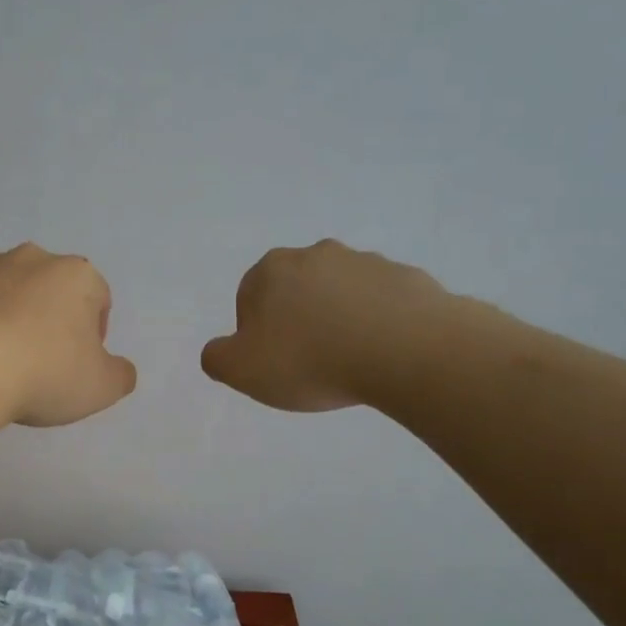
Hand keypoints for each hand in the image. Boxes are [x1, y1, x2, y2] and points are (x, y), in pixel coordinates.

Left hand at [0, 244, 136, 426]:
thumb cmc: (43, 374)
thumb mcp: (101, 388)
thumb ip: (119, 374)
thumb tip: (119, 369)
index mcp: (76, 276)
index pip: (97, 297)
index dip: (91, 332)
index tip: (76, 365)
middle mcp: (30, 258)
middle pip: (46, 287)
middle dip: (44, 316)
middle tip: (35, 362)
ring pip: (0, 287)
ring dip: (1, 312)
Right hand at [201, 241, 454, 411]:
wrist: (405, 351)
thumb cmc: (310, 359)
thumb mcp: (241, 370)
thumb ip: (217, 358)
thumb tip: (219, 351)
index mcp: (272, 270)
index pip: (249, 298)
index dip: (255, 334)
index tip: (272, 362)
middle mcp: (317, 255)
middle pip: (295, 291)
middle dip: (298, 321)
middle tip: (308, 363)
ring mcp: (366, 262)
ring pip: (339, 295)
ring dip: (338, 320)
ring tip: (349, 362)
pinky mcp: (408, 278)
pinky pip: (381, 303)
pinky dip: (377, 324)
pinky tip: (381, 355)